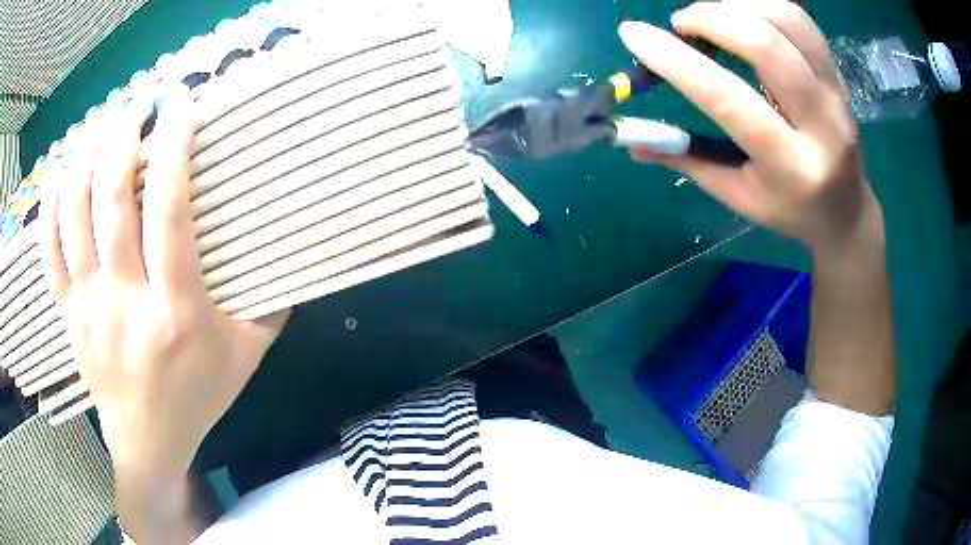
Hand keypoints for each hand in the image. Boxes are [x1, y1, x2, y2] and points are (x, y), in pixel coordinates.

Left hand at [40, 92, 288, 476]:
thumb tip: (290, 251)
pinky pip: (48, 252)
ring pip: (74, 218)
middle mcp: (126, 303)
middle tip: (137, 106)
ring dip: (86, 161)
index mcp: (176, 313)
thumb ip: (268, 304)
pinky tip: (60, 174)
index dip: (174, 151)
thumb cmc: (198, 398)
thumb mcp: (246, 358)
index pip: (170, 214)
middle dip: (123, 140)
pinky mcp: (68, 315)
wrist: (149, 444)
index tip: (180, 108)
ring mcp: (89, 308)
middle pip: (112, 203)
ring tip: (101, 129)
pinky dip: (50, 207)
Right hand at [620, 0, 884, 260]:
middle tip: (681, 24)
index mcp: (789, 167)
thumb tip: (629, 137)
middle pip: (766, 46)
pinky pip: (802, 23)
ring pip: (787, 21)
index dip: (677, 61)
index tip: (634, 35)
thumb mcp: (738, 196)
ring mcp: (836, 96)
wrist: (846, 212)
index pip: (729, 101)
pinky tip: (743, 17)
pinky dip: (763, 6)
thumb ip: (687, 160)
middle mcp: (820, 126)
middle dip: (710, 18)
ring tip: (712, 17)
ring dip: (737, 6)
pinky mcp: (839, 78)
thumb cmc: (789, 209)